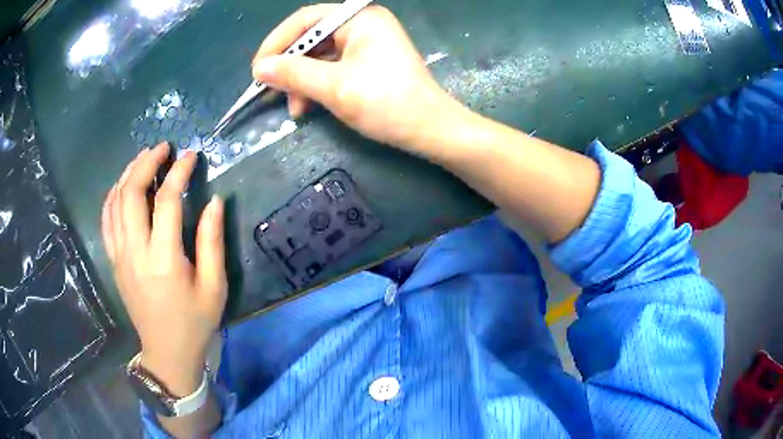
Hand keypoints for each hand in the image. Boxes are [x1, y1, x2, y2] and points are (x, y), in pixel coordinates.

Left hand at [101, 143, 226, 395]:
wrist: (167, 353)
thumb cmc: (195, 323)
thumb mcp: (214, 287)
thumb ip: (212, 242)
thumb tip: (214, 201)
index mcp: (164, 260)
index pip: (167, 201)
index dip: (179, 172)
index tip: (191, 155)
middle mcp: (136, 252)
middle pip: (131, 193)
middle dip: (146, 163)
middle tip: (163, 148)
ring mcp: (120, 256)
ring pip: (115, 202)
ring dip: (128, 174)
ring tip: (144, 158)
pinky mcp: (114, 261)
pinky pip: (106, 220)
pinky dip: (112, 196)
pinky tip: (122, 186)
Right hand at [252, 5, 460, 153]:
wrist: (430, 130)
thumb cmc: (386, 104)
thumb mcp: (334, 87)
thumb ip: (294, 73)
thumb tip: (260, 68)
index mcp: (359, 18)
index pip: (306, 20)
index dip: (277, 42)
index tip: (258, 70)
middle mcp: (363, 24)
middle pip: (311, 38)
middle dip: (290, 67)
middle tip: (271, 92)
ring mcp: (367, 43)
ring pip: (320, 56)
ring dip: (302, 81)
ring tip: (295, 108)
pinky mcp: (368, 61)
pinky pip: (333, 67)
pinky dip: (317, 85)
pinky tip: (308, 105)